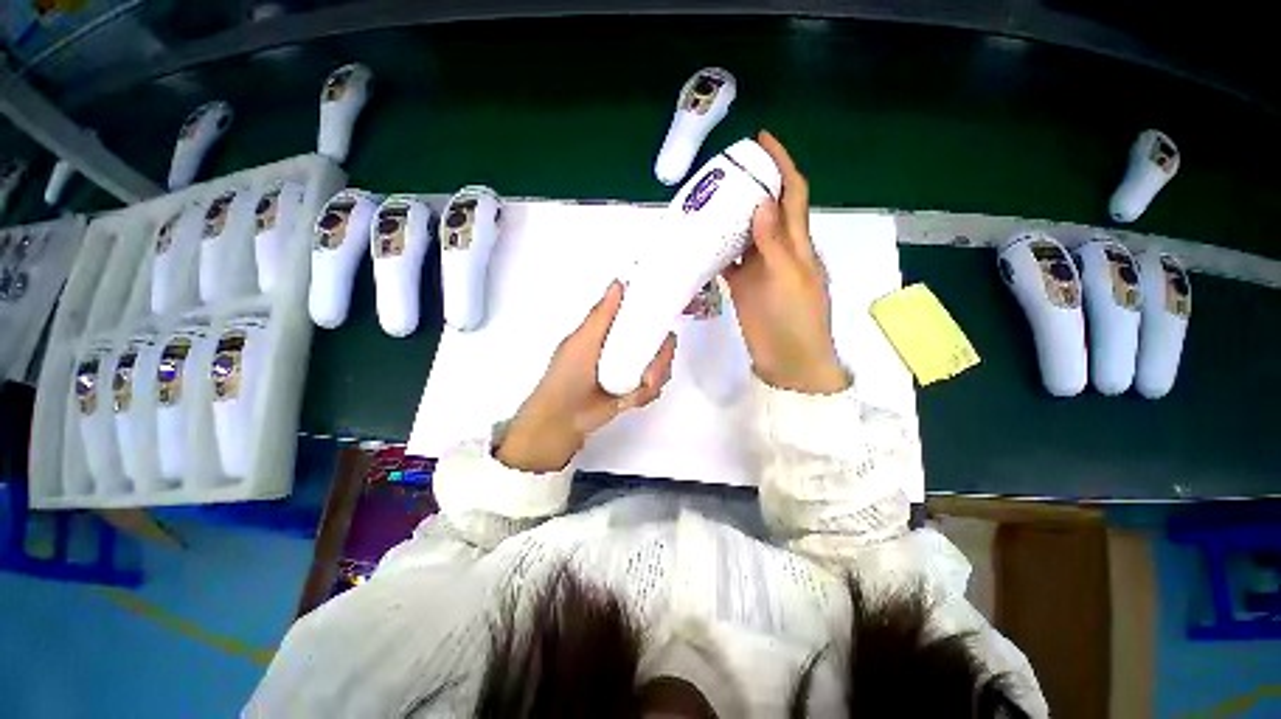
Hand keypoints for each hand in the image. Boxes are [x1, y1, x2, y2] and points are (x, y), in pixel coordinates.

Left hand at [496, 281, 676, 472]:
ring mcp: (633, 372)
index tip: (673, 311)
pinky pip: (655, 387)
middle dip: (663, 352)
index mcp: (612, 333)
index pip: (642, 317)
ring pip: (661, 366)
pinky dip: (647, 392)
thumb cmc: (567, 375)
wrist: (564, 418)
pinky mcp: (637, 393)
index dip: (659, 313)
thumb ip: (601, 315)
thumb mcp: (582, 340)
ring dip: (657, 373)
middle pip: (659, 343)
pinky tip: (635, 396)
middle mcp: (626, 349)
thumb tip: (618, 283)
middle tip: (657, 359)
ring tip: (644, 382)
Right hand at [722, 130, 849, 394]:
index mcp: (797, 243)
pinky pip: (728, 260)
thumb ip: (775, 243)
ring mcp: (758, 268)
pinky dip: (715, 248)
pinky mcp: (742, 286)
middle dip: (750, 184)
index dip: (782, 164)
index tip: (761, 139)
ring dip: (728, 216)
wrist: (789, 361)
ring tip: (704, 199)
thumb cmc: (797, 321)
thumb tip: (761, 200)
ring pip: (743, 233)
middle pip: (765, 208)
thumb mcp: (789, 279)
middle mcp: (778, 249)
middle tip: (721, 171)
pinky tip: (698, 239)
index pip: (792, 193)